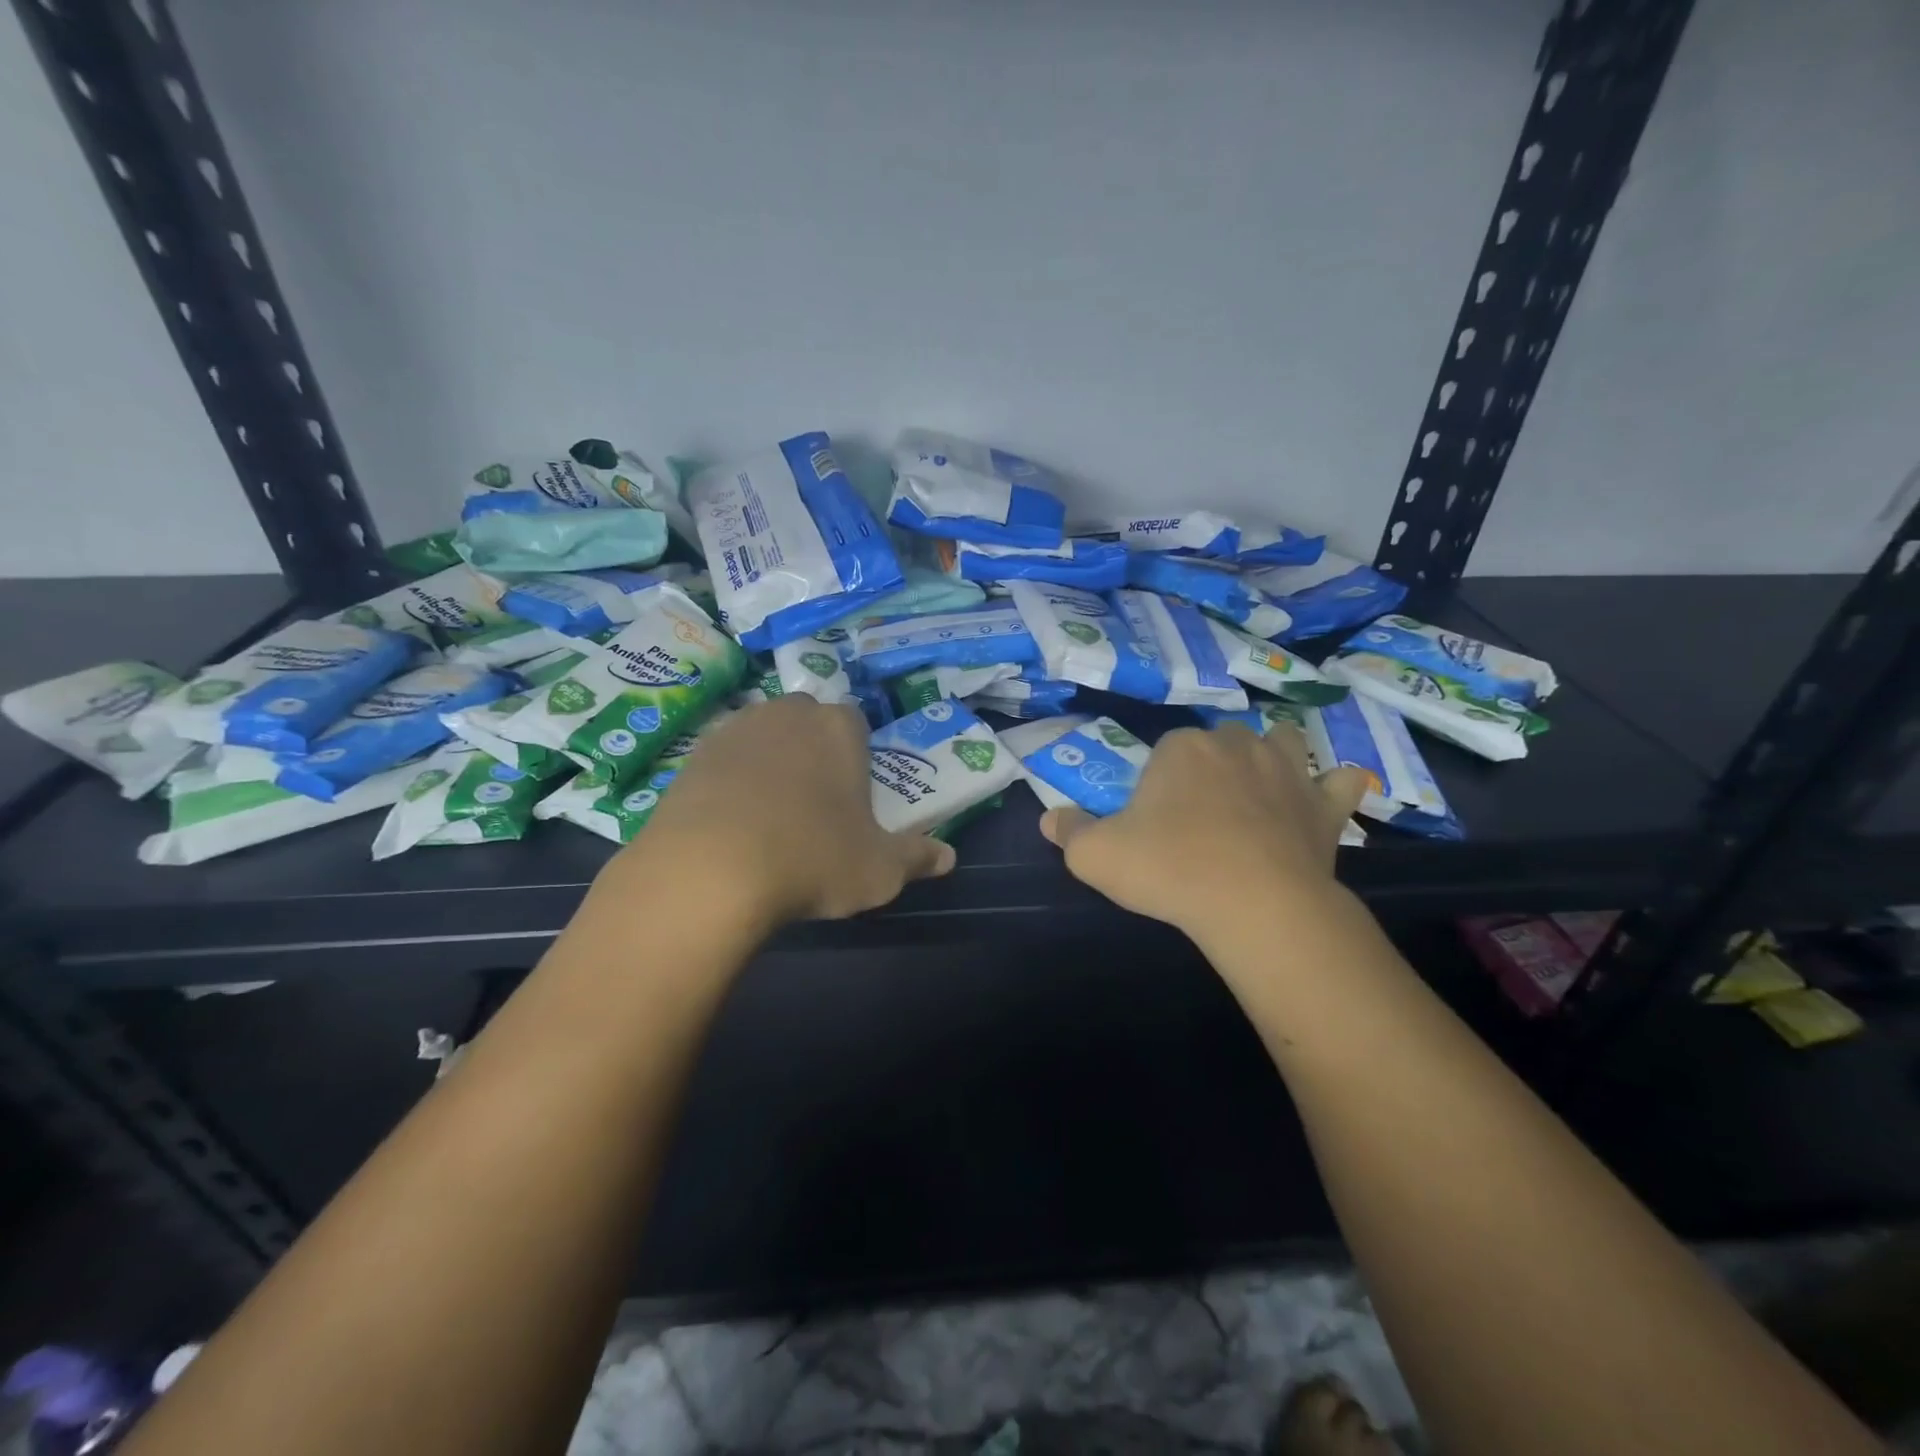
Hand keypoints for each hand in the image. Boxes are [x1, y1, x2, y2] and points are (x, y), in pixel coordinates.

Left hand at [604, 694, 955, 929]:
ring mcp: (737, 729)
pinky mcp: (694, 755)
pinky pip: (725, 759)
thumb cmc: (812, 860)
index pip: (855, 722)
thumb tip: (948, 857)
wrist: (708, 870)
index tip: (852, 794)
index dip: (856, 755)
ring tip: (768, 814)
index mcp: (839, 728)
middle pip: (807, 722)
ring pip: (764, 736)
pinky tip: (730, 821)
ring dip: (770, 761)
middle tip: (813, 803)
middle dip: (813, 750)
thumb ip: (916, 858)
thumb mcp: (879, 871)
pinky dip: (731, 780)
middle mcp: (789, 714)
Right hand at [1040, 723, 1367, 940]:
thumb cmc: (1170, 869)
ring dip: (1271, 758)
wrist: (1256, 904)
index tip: (1155, 818)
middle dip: (1211, 766)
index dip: (1159, 781)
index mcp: (1182, 748)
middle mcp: (1236, 744)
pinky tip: (1319, 802)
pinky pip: (1338, 783)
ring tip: (1258, 791)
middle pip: (1221, 741)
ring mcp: (1287, 770)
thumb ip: (1069, 832)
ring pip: (1281, 743)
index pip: (1166, 748)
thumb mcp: (1095, 856)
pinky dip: (1329, 789)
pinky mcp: (1324, 805)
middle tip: (1199, 814)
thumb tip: (1050, 818)